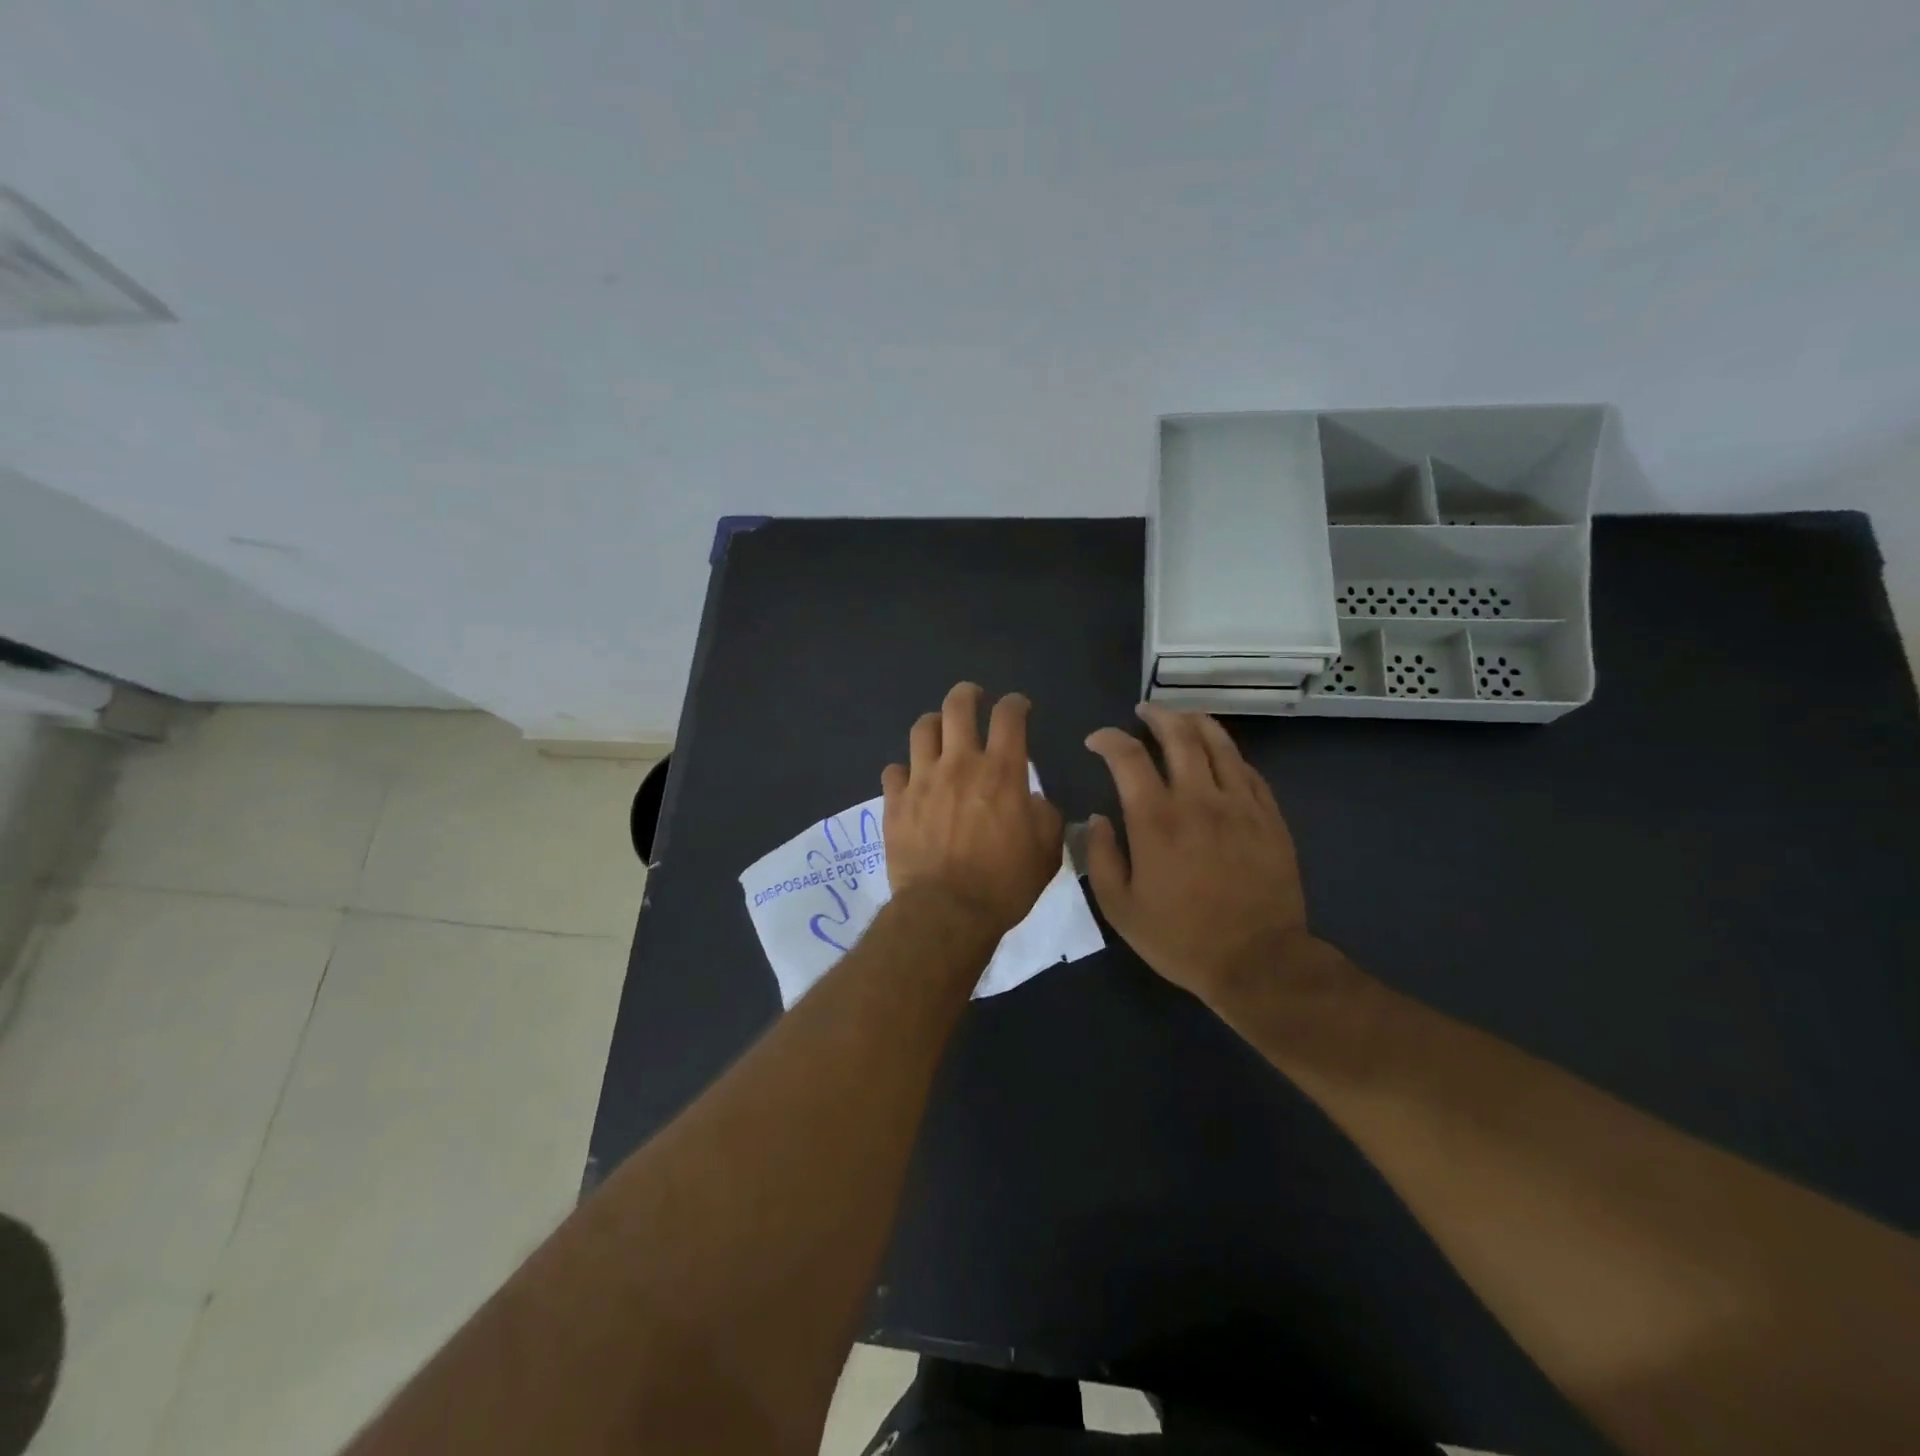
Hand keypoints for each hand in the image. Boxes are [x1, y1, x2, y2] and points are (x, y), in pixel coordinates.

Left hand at [882, 683, 1063, 937]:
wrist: (946, 912)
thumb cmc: (1003, 884)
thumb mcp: (1046, 852)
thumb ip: (1045, 816)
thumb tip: (1034, 800)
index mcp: (1001, 772)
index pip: (1009, 717)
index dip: (1015, 704)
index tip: (1018, 706)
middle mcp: (959, 764)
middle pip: (957, 707)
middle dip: (967, 694)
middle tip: (973, 698)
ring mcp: (922, 780)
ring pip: (922, 729)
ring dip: (934, 724)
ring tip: (940, 731)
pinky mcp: (895, 802)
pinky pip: (893, 770)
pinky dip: (904, 770)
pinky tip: (910, 779)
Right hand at [1083, 704, 1310, 1004]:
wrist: (1259, 962)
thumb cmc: (1181, 939)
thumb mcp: (1120, 908)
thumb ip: (1100, 857)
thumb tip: (1096, 819)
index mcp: (1156, 820)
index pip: (1128, 757)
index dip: (1109, 739)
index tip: (1097, 741)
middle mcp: (1199, 800)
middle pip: (1179, 736)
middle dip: (1157, 715)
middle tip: (1143, 711)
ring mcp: (1240, 806)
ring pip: (1219, 744)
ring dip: (1196, 722)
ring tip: (1182, 717)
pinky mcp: (1270, 818)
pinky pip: (1249, 771)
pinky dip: (1229, 754)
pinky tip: (1220, 755)